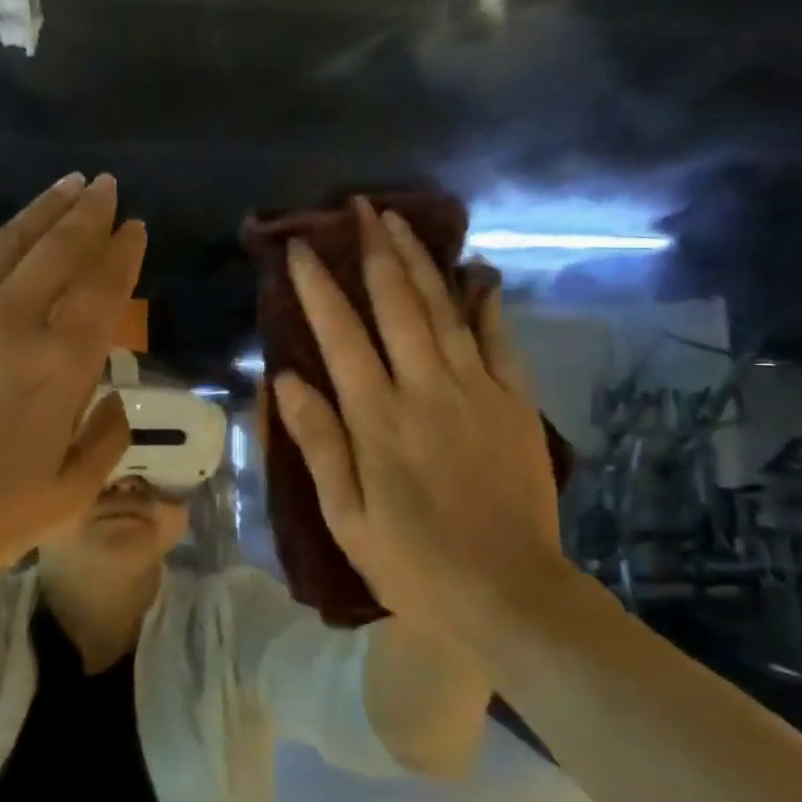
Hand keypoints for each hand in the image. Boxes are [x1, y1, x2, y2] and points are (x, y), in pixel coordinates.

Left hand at [0, 129, 143, 600]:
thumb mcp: (63, 501)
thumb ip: (104, 442)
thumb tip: (115, 396)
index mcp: (58, 368)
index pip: (103, 294)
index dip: (124, 256)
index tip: (136, 229)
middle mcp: (11, 321)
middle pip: (62, 253)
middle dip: (91, 216)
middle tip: (108, 187)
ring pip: (7, 238)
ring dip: (42, 206)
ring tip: (70, 181)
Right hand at [271, 199, 580, 633]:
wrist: (509, 594)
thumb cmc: (413, 563)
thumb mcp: (346, 516)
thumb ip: (318, 442)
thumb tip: (286, 378)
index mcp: (377, 418)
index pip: (339, 333)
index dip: (318, 285)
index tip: (302, 246)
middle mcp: (425, 388)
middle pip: (396, 303)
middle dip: (373, 250)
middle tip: (359, 208)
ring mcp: (476, 390)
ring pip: (443, 309)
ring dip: (419, 261)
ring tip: (400, 222)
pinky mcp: (515, 403)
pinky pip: (498, 340)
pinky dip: (485, 304)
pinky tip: (477, 274)